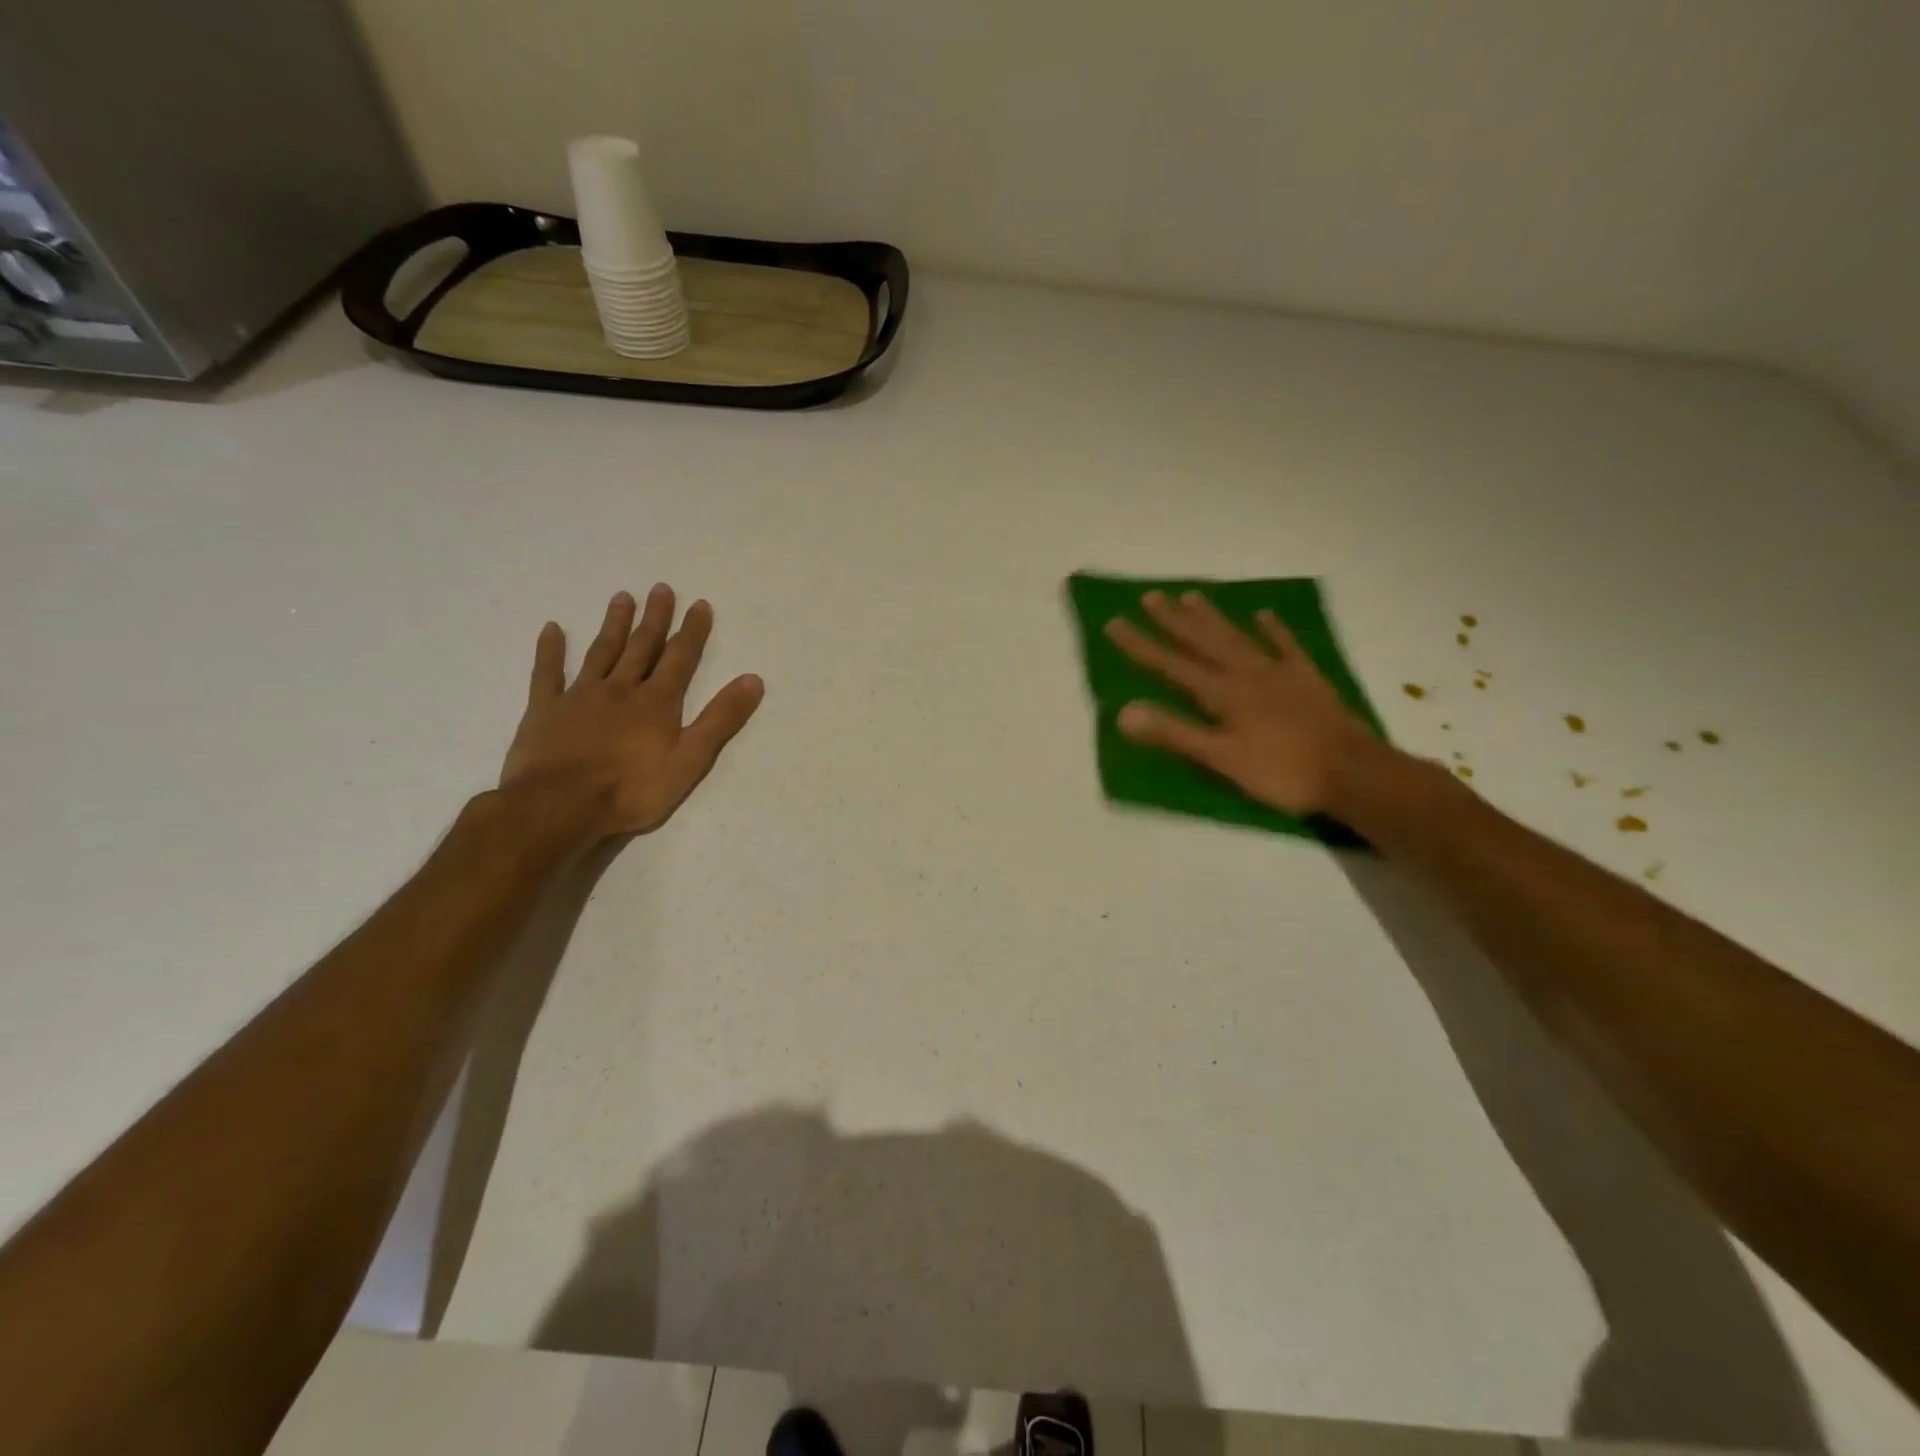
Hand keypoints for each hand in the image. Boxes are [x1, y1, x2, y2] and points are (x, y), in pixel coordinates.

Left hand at [500, 585, 763, 837]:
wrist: (560, 805)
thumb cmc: (632, 788)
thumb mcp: (690, 759)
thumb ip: (721, 719)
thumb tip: (753, 680)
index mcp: (656, 702)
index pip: (680, 659)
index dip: (692, 632)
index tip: (699, 604)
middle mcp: (620, 689)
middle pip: (641, 647)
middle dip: (655, 618)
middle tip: (661, 588)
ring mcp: (579, 696)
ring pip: (601, 652)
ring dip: (614, 625)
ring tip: (622, 597)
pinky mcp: (545, 710)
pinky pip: (547, 673)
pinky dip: (550, 650)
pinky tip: (552, 628)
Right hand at [1104, 590, 1379, 815]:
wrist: (1353, 773)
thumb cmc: (1281, 772)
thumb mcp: (1221, 759)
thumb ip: (1174, 734)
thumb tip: (1124, 711)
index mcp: (1223, 694)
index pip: (1171, 665)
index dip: (1141, 645)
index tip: (1114, 622)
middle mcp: (1246, 674)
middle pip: (1203, 641)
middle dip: (1173, 620)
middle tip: (1151, 595)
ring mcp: (1279, 673)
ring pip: (1238, 638)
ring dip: (1213, 618)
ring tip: (1192, 596)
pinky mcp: (1307, 680)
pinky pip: (1286, 647)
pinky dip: (1274, 630)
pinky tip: (1264, 614)